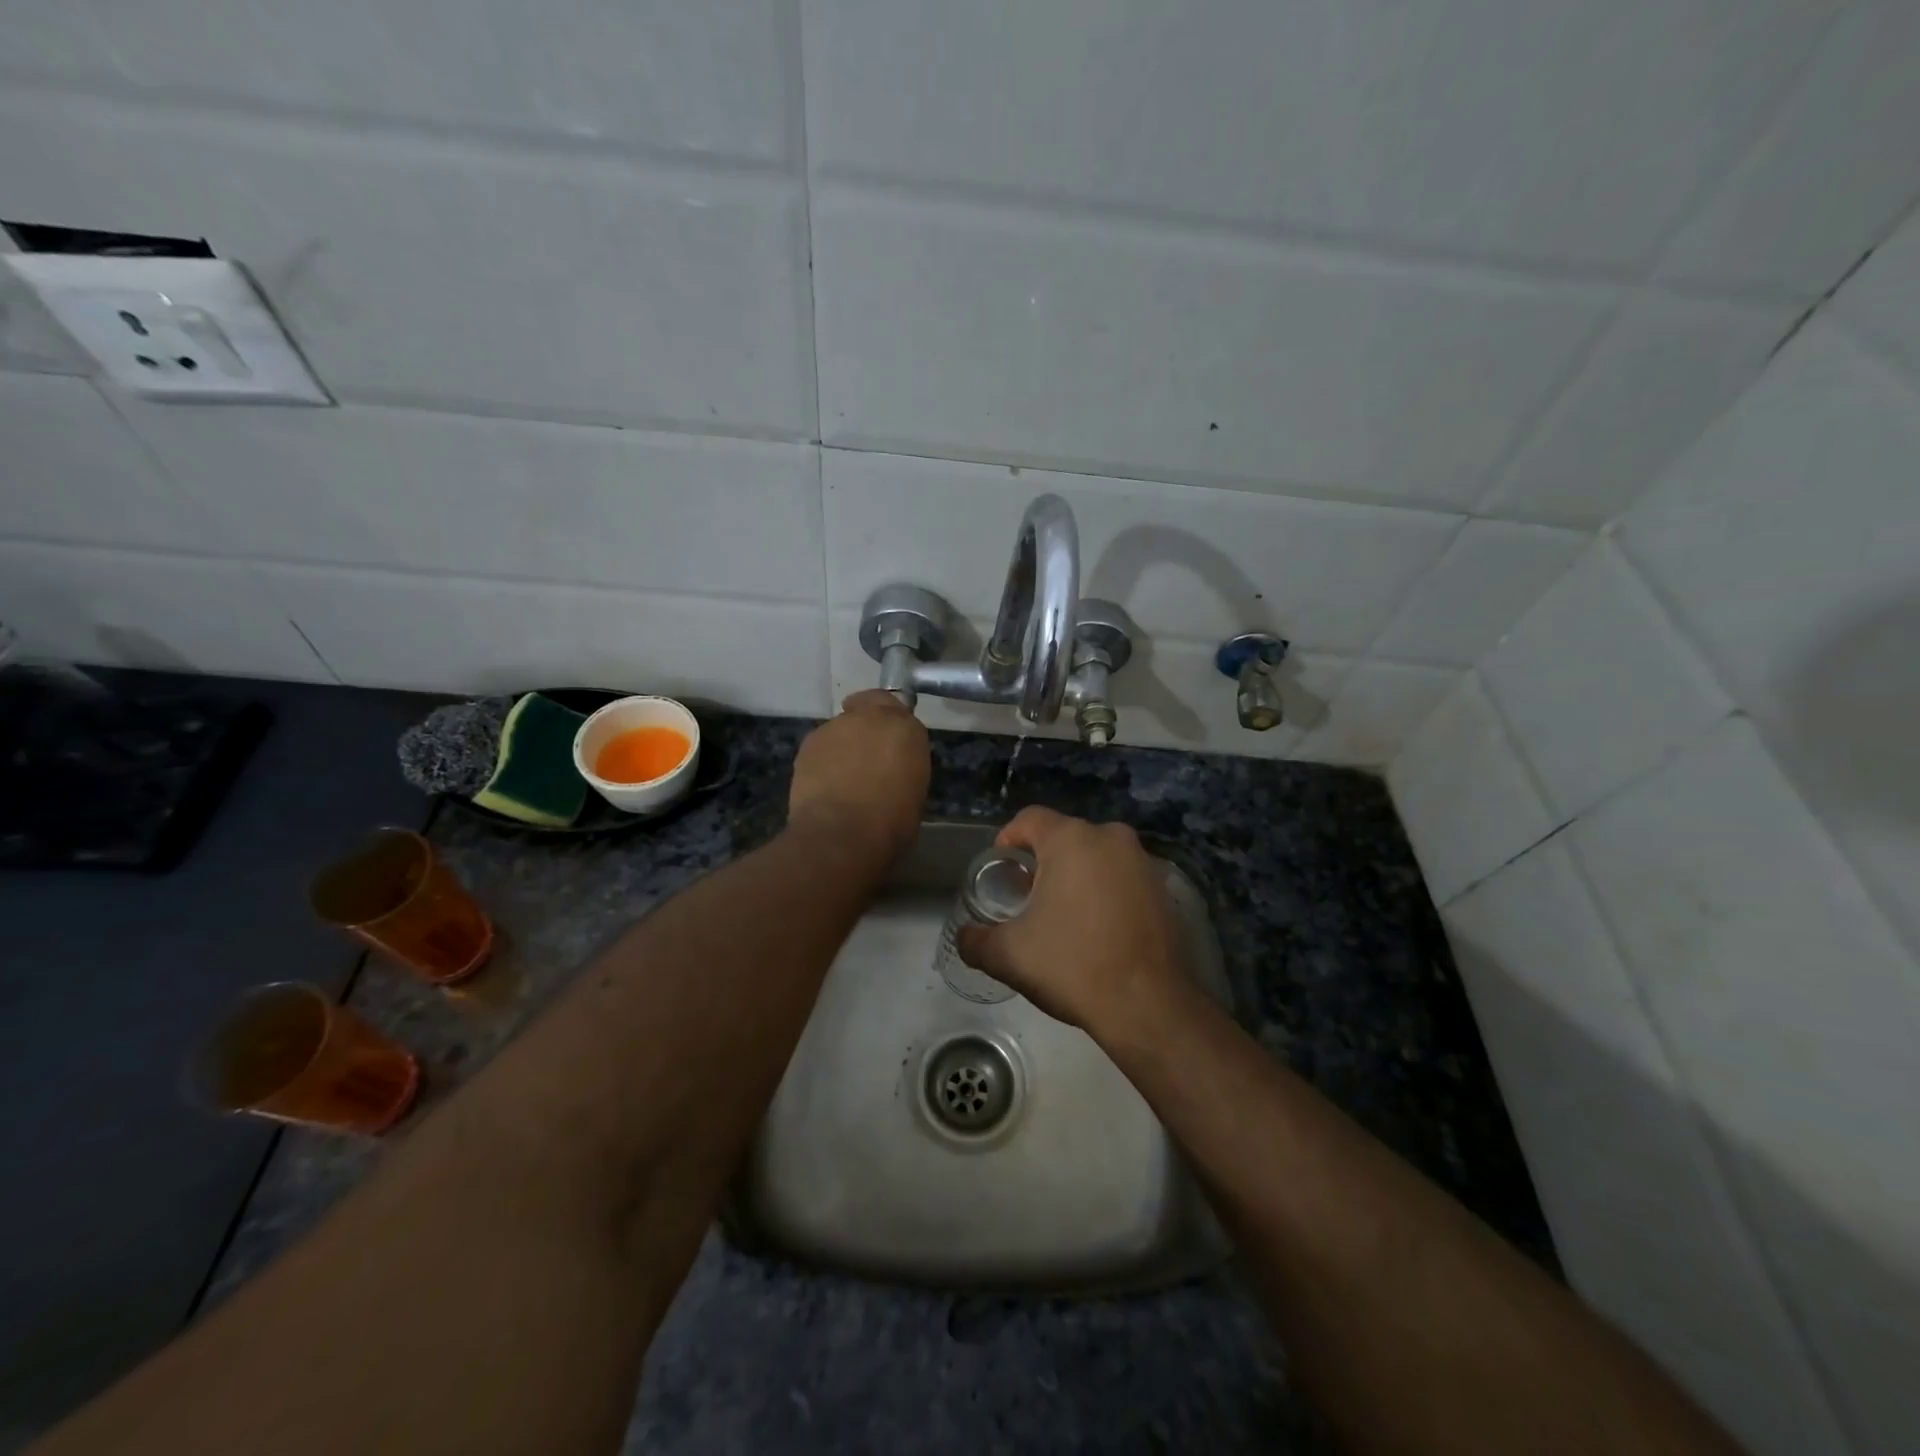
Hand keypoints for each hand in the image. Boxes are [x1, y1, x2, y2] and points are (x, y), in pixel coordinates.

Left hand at [787, 690, 928, 867]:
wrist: (841, 835)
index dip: (892, 724)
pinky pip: (821, 745)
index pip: (900, 709)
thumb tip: (892, 770)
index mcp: (906, 730)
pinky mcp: (809, 743)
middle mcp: (871, 718)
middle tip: (866, 755)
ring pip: (842, 727)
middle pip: (868, 707)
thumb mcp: (914, 793)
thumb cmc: (891, 824)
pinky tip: (824, 784)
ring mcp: (836, 727)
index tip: (891, 742)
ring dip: (844, 744)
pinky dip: (824, 759)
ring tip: (842, 776)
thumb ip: (903, 768)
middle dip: (867, 725)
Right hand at [956, 806, 1188, 1036]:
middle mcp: (1111, 837)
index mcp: (1071, 839)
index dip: (1008, 840)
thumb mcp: (1009, 955)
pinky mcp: (1163, 888)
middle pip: (1064, 836)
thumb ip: (976, 940)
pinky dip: (1105, 891)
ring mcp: (1143, 861)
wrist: (1148, 1005)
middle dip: (1042, 861)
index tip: (1001, 871)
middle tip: (1028, 897)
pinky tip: (1097, 928)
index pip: (1029, 819)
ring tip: (1062, 915)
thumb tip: (965, 937)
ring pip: (1096, 856)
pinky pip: (1121, 876)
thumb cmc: (1072, 965)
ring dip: (1076, 875)